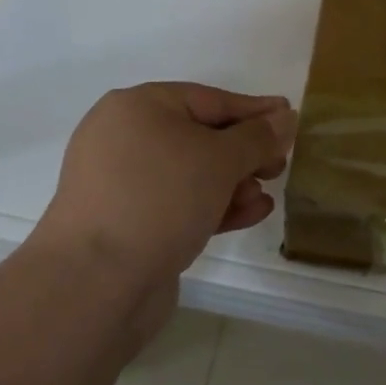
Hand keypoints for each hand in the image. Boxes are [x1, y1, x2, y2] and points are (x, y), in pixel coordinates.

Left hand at [35, 83, 295, 300]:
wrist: (95, 285)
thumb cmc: (160, 199)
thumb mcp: (220, 159)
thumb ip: (258, 137)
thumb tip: (285, 116)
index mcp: (137, 107)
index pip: (210, 100)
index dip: (255, 110)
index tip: (290, 117)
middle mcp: (125, 139)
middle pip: (201, 136)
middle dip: (245, 152)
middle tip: (280, 164)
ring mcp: (122, 184)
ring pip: (192, 173)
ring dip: (234, 183)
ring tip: (266, 195)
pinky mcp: (128, 224)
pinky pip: (179, 204)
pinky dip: (214, 206)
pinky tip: (250, 214)